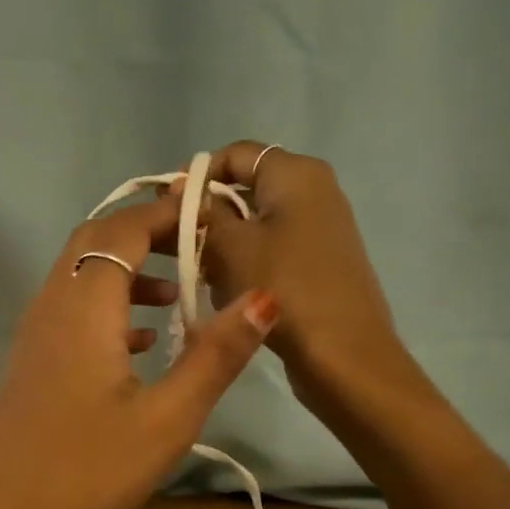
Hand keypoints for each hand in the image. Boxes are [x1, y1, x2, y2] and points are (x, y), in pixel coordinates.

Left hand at [0, 196, 275, 508]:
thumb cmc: (88, 474)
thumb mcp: (167, 418)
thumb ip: (216, 354)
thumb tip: (263, 297)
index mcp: (81, 305)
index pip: (123, 229)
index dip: (167, 213)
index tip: (213, 216)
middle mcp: (50, 305)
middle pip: (94, 242)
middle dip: (146, 234)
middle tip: (199, 247)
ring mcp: (33, 335)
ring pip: (79, 276)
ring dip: (126, 271)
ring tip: (178, 296)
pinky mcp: (31, 364)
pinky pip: (70, 311)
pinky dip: (107, 307)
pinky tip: (140, 343)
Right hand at [199, 141, 417, 412]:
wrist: (342, 354)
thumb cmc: (282, 287)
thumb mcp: (229, 246)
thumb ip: (201, 211)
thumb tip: (178, 189)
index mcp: (296, 174)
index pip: (235, 154)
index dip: (196, 176)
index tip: (167, 208)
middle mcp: (314, 190)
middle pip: (244, 187)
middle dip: (208, 215)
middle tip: (178, 246)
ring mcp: (319, 227)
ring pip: (254, 222)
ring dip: (223, 244)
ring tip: (202, 275)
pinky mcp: (318, 260)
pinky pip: (270, 247)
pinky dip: (245, 262)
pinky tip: (230, 292)